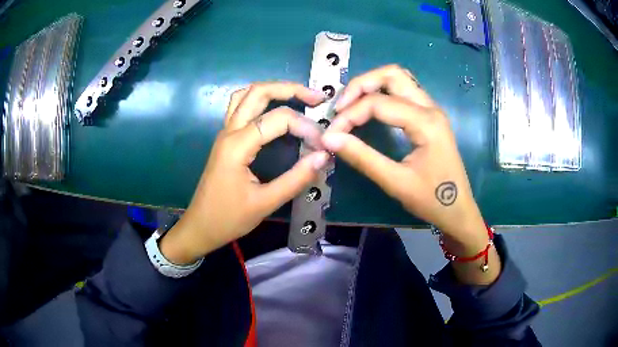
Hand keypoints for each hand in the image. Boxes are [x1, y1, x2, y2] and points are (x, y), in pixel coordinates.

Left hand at [160, 82, 329, 263]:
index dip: (305, 126)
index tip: (322, 144)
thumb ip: (296, 179)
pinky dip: (260, 99)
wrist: (200, 226)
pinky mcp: (226, 139)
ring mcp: (225, 132)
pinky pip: (241, 106)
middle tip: (317, 98)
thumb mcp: (265, 203)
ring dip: (273, 90)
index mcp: (237, 145)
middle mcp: (229, 131)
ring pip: (247, 94)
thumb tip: (323, 156)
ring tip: (299, 97)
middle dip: (290, 89)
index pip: (277, 119)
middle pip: (258, 92)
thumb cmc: (228, 218)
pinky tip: (275, 109)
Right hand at [322, 65, 486, 247]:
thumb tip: (329, 139)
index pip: (378, 103)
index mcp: (425, 122)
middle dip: (361, 85)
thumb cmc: (431, 199)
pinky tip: (370, 109)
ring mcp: (432, 110)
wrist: (458, 211)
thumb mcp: (395, 182)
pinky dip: (382, 93)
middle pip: (392, 74)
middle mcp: (430, 107)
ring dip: (372, 85)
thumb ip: (362, 157)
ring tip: (351, 105)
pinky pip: (404, 92)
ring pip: (399, 79)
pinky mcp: (430, 117)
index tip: (331, 134)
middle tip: (340, 107)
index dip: (349, 115)